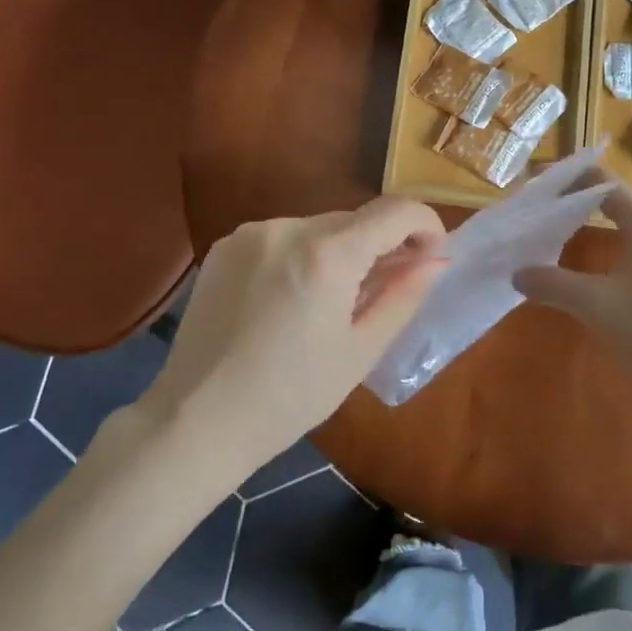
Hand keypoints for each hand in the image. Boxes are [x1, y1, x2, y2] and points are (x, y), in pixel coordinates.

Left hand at [134, 197, 446, 478]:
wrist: (196, 420)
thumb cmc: (290, 395)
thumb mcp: (360, 351)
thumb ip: (403, 296)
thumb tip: (435, 260)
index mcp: (327, 254)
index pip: (395, 211)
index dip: (425, 224)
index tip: (432, 254)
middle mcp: (288, 227)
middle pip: (355, 220)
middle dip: (381, 245)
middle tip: (387, 288)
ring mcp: (251, 234)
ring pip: (318, 228)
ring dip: (340, 252)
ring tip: (332, 302)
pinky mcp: (225, 247)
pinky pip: (282, 238)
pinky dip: (302, 256)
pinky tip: (291, 300)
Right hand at [514, 180, 631, 391]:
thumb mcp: (596, 305)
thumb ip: (554, 285)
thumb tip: (518, 273)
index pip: (601, 183)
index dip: (566, 179)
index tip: (535, 183)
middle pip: (614, 200)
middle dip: (576, 199)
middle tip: (540, 208)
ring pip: (628, 223)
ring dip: (594, 222)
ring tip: (559, 230)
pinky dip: (612, 242)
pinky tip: (595, 265)